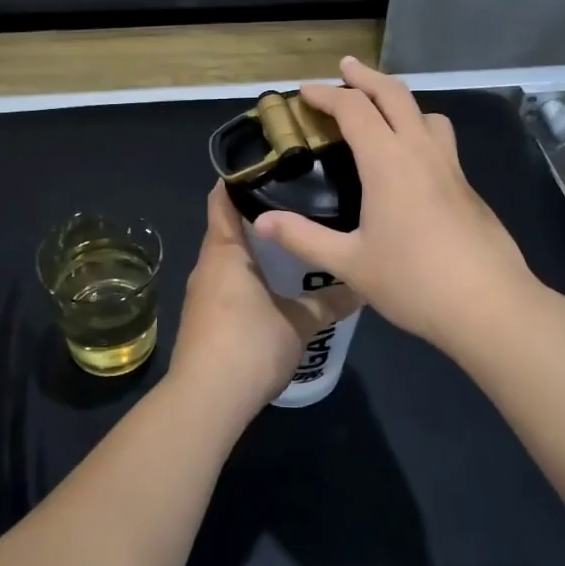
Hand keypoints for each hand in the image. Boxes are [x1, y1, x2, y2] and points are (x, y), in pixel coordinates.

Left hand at [170, 184, 361, 412]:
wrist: (206, 401)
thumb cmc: (250, 345)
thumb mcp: (300, 323)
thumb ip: (329, 301)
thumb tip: (363, 286)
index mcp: (224, 252)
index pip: (221, 199)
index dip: (239, 178)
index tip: (268, 164)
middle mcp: (207, 266)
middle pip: (228, 228)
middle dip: (258, 215)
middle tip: (298, 202)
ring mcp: (201, 295)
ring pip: (229, 260)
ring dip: (255, 251)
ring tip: (294, 241)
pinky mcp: (203, 320)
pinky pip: (227, 285)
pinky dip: (248, 278)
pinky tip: (276, 287)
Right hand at [252, 57, 537, 355]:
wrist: (489, 305)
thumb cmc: (414, 281)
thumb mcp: (349, 263)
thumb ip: (303, 238)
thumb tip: (260, 221)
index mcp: (388, 161)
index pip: (353, 109)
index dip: (326, 95)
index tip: (304, 91)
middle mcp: (421, 151)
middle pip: (395, 95)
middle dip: (366, 77)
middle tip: (346, 67)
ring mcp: (450, 167)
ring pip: (426, 113)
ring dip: (400, 100)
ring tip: (382, 110)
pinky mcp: (467, 186)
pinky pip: (440, 140)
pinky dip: (418, 128)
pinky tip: (411, 161)